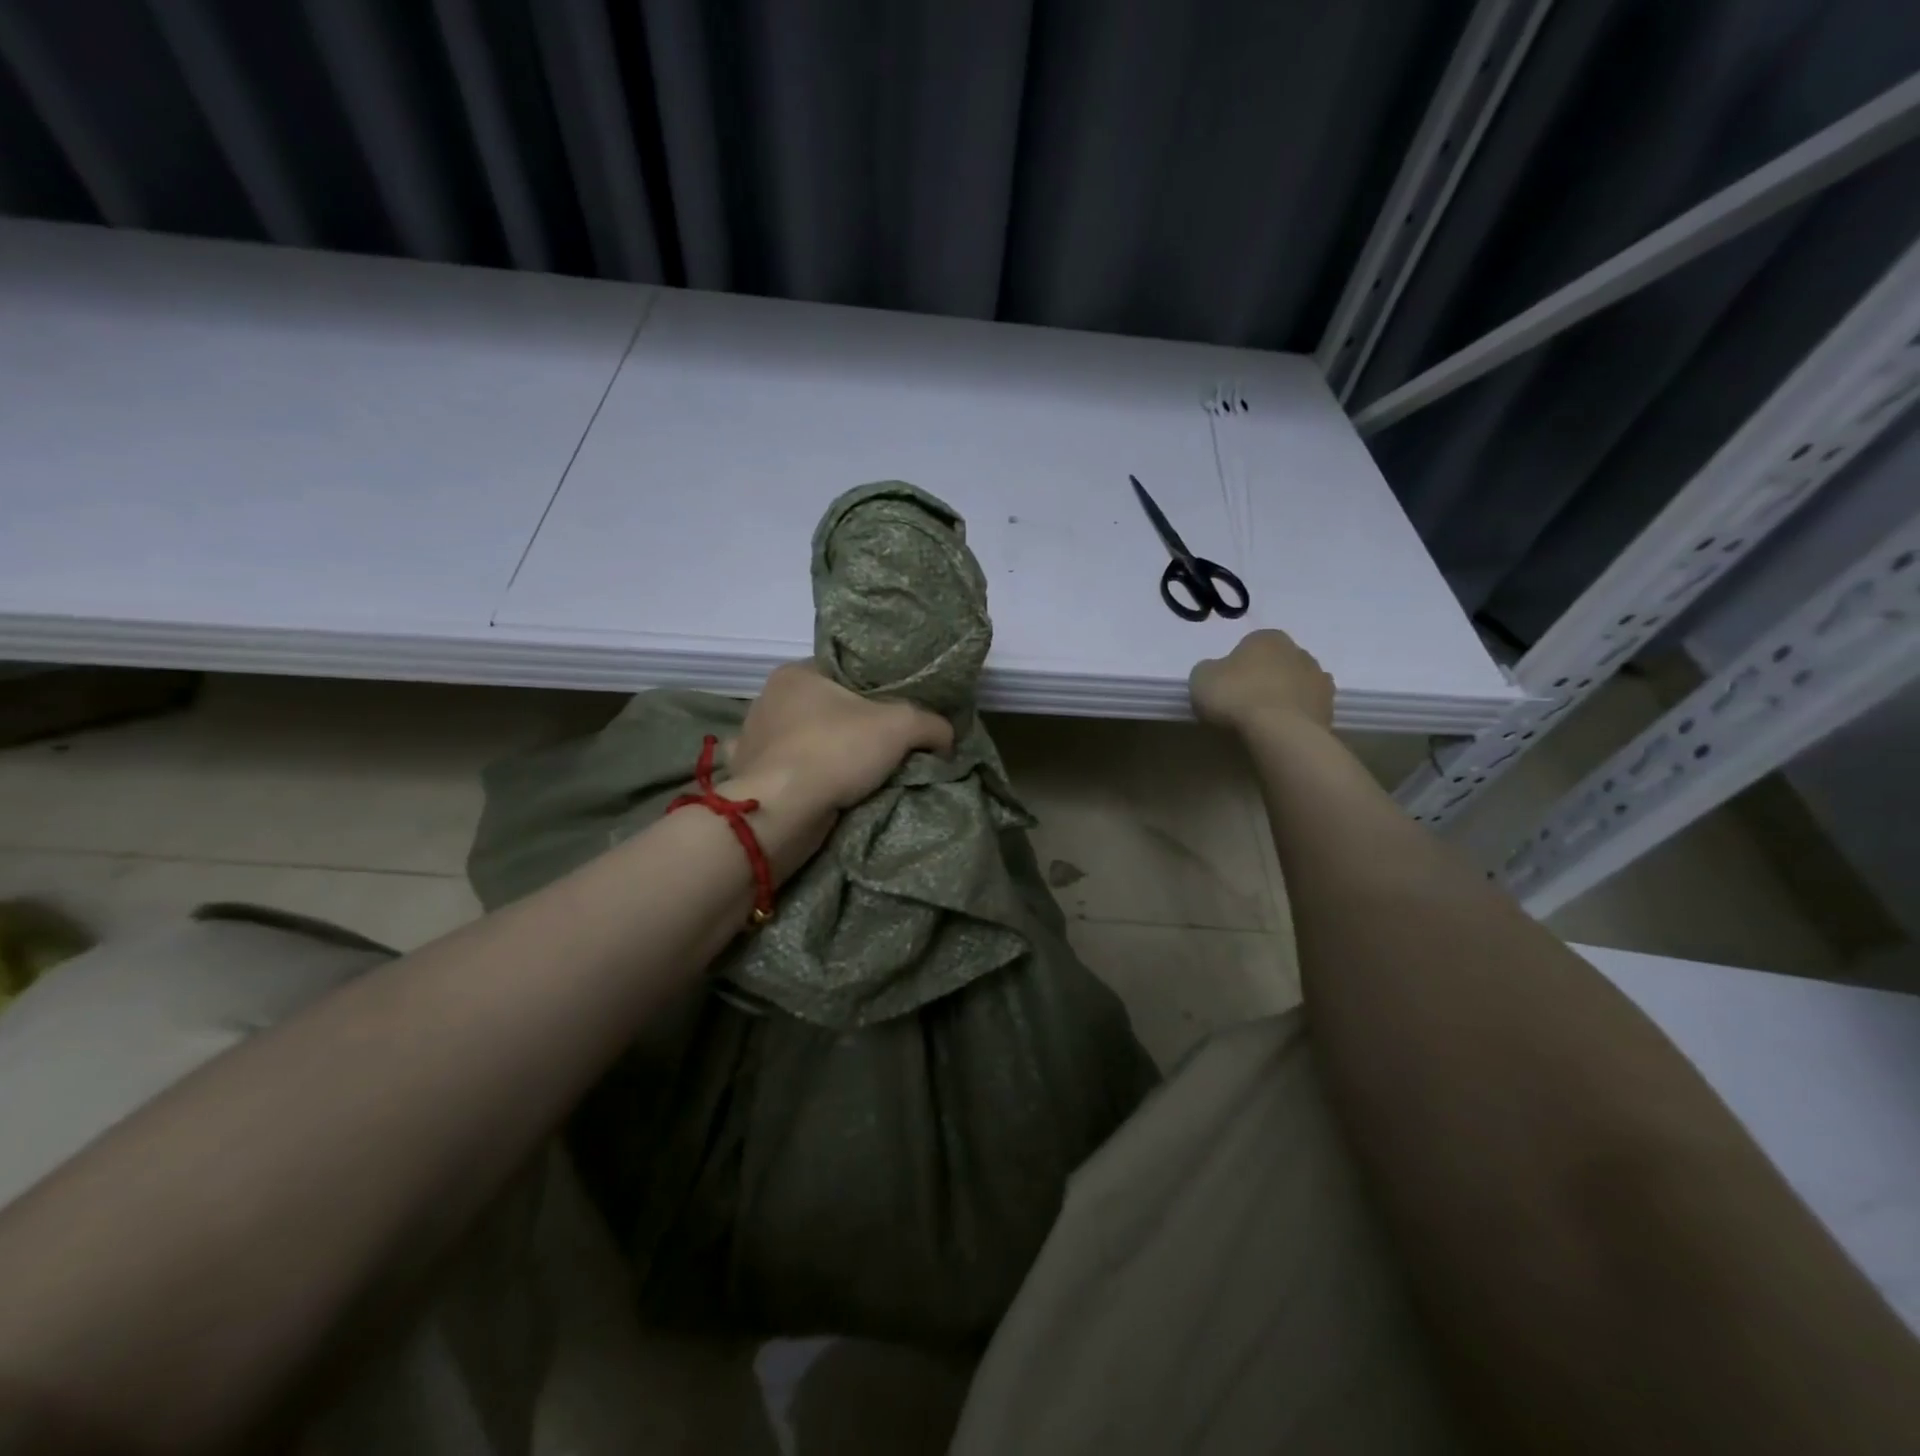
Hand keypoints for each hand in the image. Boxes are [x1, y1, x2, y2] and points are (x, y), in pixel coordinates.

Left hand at [725, 661, 954, 820]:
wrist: (783, 811)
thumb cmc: (835, 750)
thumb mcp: (901, 725)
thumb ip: (931, 723)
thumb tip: (946, 737)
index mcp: (795, 674)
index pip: (844, 670)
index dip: (875, 687)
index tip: (899, 709)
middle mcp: (769, 700)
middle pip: (825, 706)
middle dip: (854, 724)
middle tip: (888, 743)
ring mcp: (755, 741)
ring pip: (804, 740)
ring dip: (827, 753)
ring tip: (861, 771)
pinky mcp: (752, 778)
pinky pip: (787, 772)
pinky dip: (805, 778)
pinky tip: (825, 788)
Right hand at [1190, 629, 1335, 734]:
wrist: (1279, 731)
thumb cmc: (1236, 696)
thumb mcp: (1201, 677)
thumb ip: (1209, 670)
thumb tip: (1217, 673)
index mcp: (1267, 637)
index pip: (1249, 646)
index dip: (1235, 666)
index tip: (1226, 687)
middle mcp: (1298, 651)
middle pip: (1276, 664)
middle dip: (1263, 678)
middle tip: (1243, 703)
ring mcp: (1319, 679)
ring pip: (1295, 685)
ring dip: (1282, 697)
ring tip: (1263, 721)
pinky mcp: (1330, 707)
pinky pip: (1306, 709)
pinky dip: (1295, 717)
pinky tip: (1280, 731)